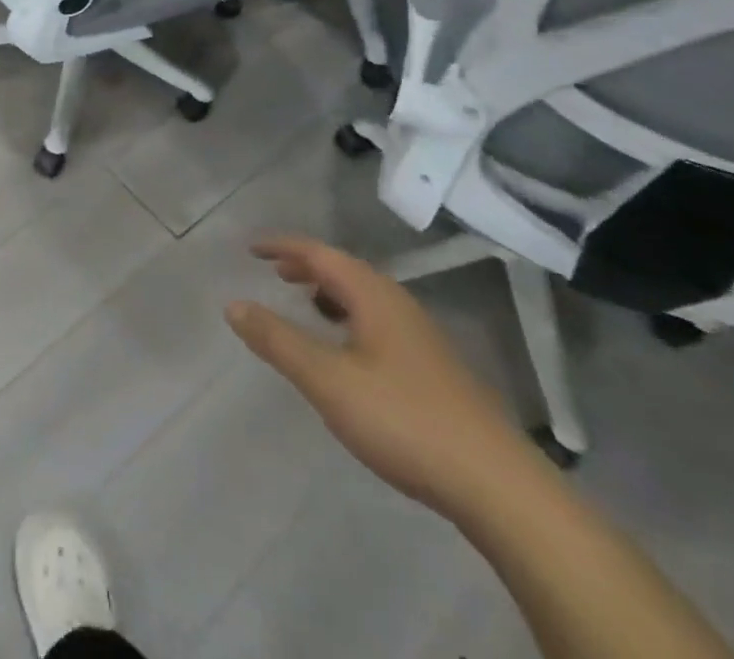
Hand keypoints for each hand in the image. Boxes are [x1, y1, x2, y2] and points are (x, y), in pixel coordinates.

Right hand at [225, 236, 545, 518]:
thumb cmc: (404, 420)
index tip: (251, 248)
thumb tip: (233, 304)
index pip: (319, 253)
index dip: (282, 246)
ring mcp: (422, 338)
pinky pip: (378, 322)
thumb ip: (278, 340)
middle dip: (307, 266)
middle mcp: (399, 305)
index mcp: (373, 296)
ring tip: (305, 304)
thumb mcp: (327, 380)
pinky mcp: (434, 370)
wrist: (500, 488)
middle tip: (274, 272)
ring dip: (330, 292)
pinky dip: (349, 318)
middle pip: (345, 270)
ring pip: (365, 298)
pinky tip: (346, 352)